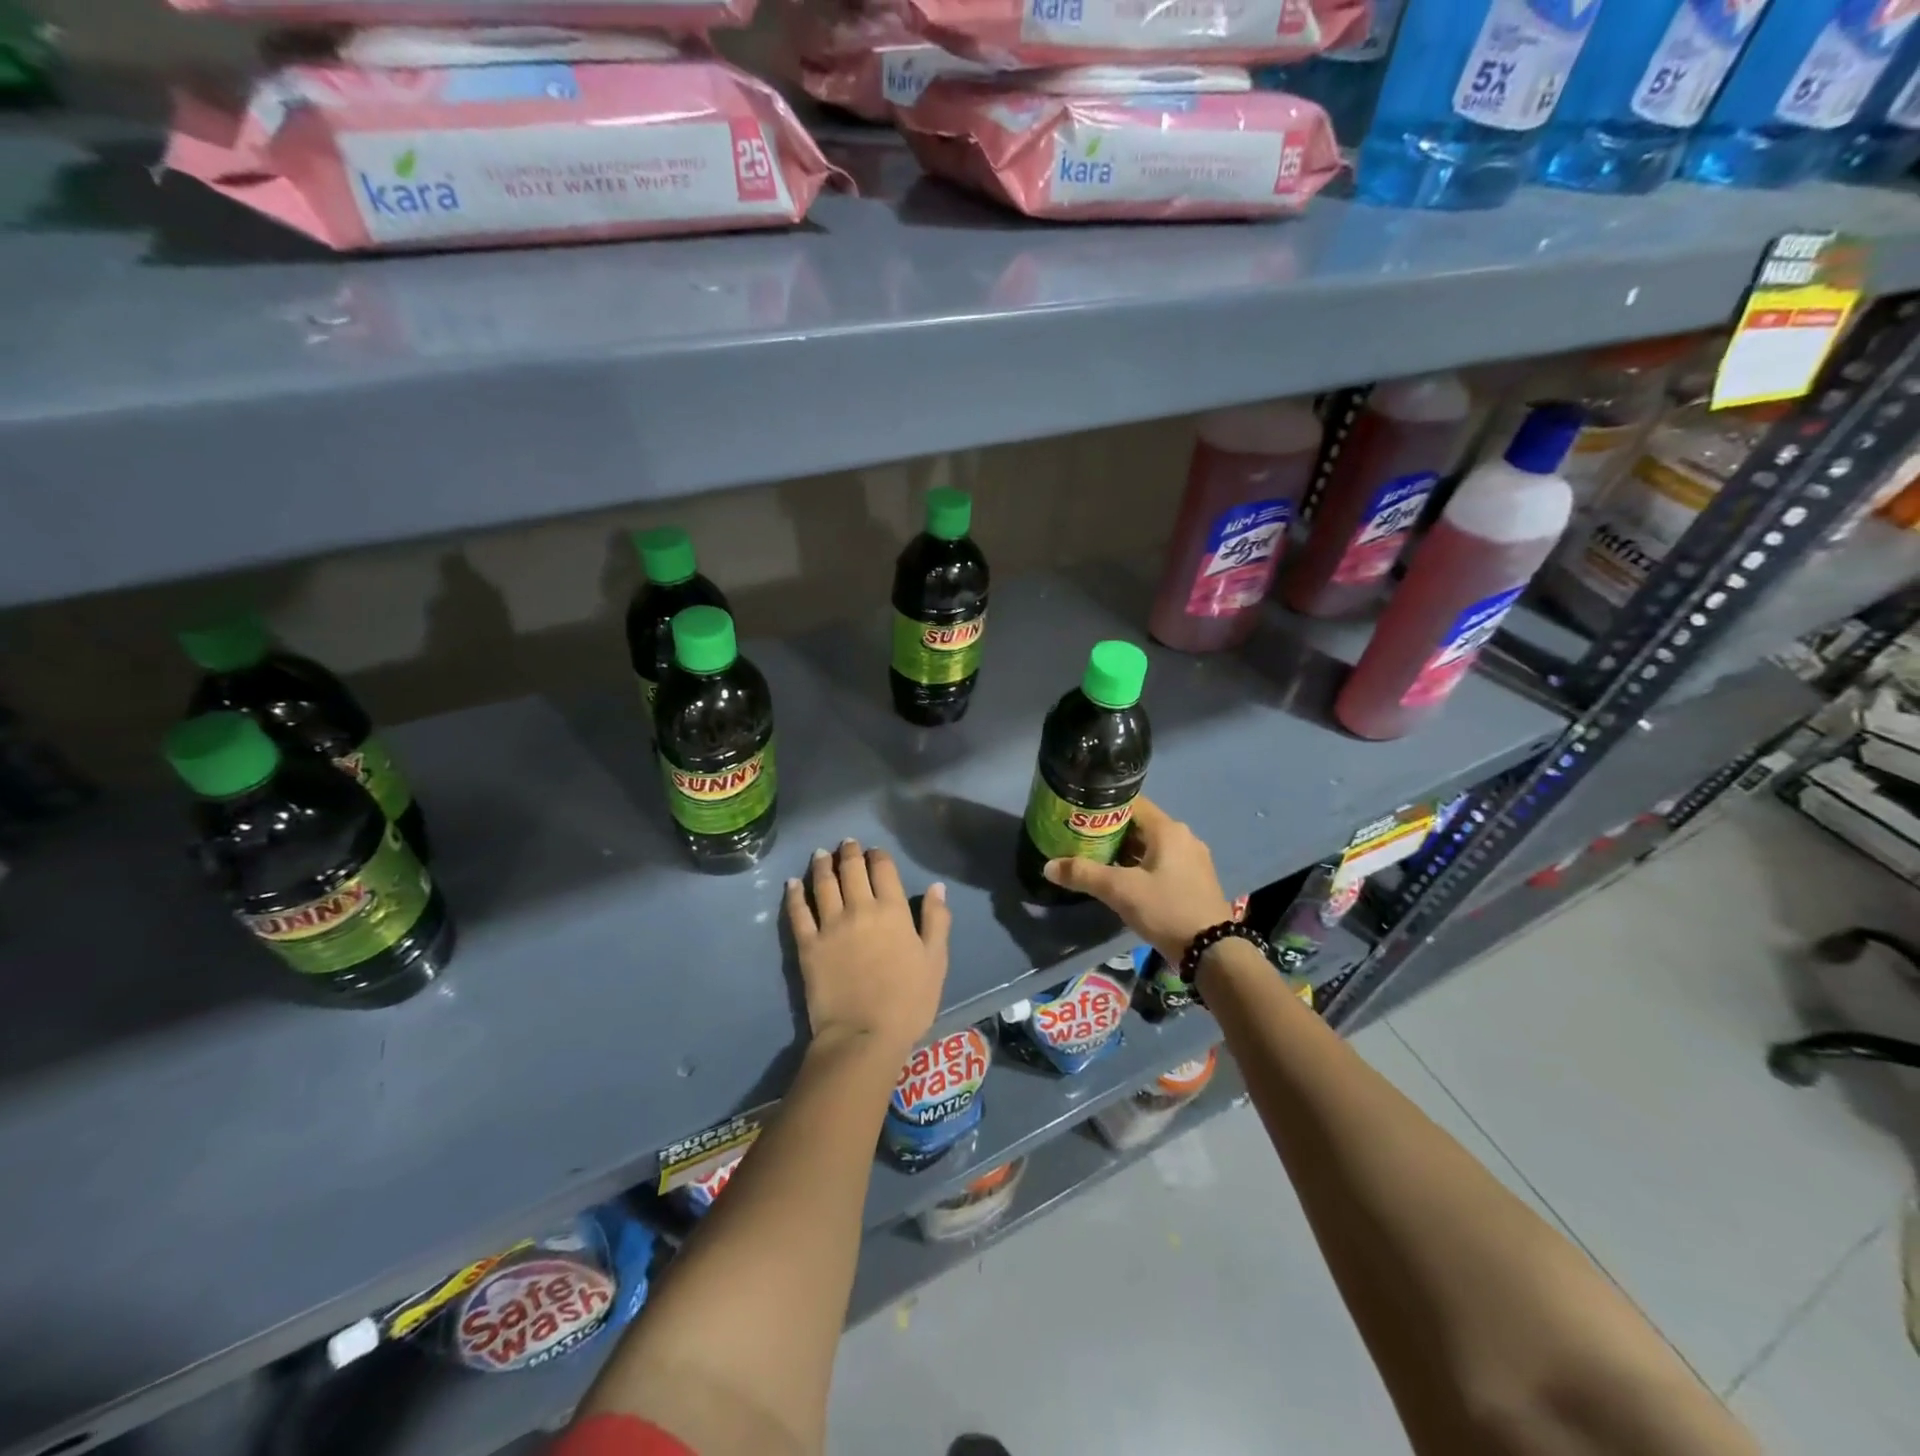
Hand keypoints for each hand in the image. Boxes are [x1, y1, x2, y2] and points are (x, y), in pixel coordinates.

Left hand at [786, 838, 950, 1061]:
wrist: (864, 1035)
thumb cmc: (908, 1001)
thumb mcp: (936, 961)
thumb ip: (936, 920)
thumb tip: (936, 886)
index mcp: (893, 911)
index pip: (883, 869)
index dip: (878, 855)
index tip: (874, 850)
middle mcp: (860, 909)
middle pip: (852, 870)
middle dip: (850, 852)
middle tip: (847, 843)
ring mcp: (830, 925)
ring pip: (823, 884)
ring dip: (822, 865)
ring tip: (821, 854)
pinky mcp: (807, 945)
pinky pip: (798, 912)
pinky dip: (794, 894)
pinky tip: (792, 883)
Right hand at [1042, 797, 1234, 964]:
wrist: (1212, 951)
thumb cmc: (1166, 909)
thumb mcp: (1120, 891)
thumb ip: (1083, 874)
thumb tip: (1048, 866)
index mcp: (1168, 829)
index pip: (1132, 803)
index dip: (1104, 807)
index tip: (1080, 815)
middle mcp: (1184, 837)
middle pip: (1140, 825)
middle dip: (1111, 832)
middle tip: (1082, 840)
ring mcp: (1193, 859)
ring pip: (1151, 846)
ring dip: (1126, 851)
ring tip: (1097, 860)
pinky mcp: (1195, 880)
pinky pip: (1162, 862)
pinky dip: (1141, 865)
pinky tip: (1124, 881)